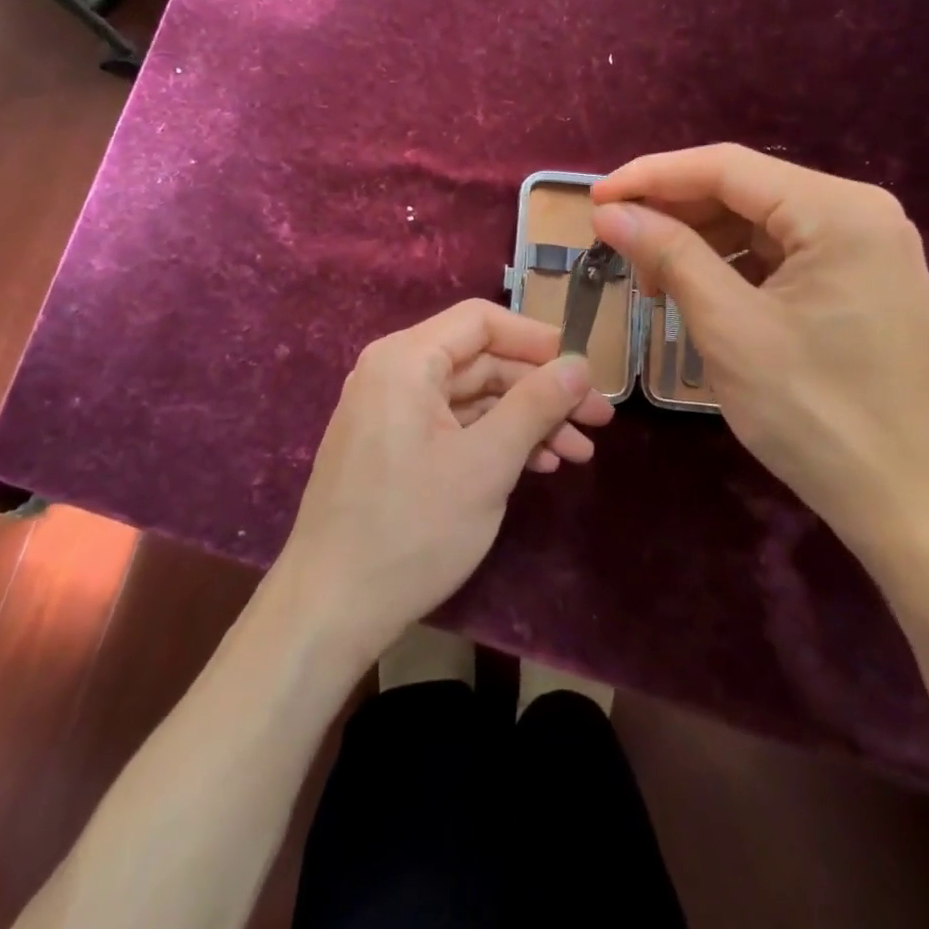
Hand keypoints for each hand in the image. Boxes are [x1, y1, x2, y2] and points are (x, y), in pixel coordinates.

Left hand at [276, 299, 614, 659]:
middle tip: (598, 420)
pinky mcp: (392, 446)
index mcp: (405, 359)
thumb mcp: (486, 464)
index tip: (585, 368)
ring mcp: (390, 411)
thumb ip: (535, 405)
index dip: (537, 340)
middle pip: (481, 361)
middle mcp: (393, 372)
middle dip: (541, 389)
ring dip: (525, 420)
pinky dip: (494, 440)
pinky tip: (537, 465)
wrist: (331, 607)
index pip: (481, 321)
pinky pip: (452, 425)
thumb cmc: (412, 528)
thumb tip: (579, 365)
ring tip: (578, 452)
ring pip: (471, 397)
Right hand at [591, 145, 928, 575]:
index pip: (726, 167)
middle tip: (617, 247)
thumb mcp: (729, 327)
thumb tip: (610, 212)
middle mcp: (860, 214)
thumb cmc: (816, 413)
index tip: (593, 198)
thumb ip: (669, 255)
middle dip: (674, 215)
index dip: (651, 176)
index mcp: (838, 210)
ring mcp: (866, 250)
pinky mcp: (861, 285)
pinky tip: (698, 296)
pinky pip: (781, 257)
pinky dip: (732, 269)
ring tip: (652, 282)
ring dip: (699, 244)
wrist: (913, 506)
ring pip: (758, 225)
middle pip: (744, 192)